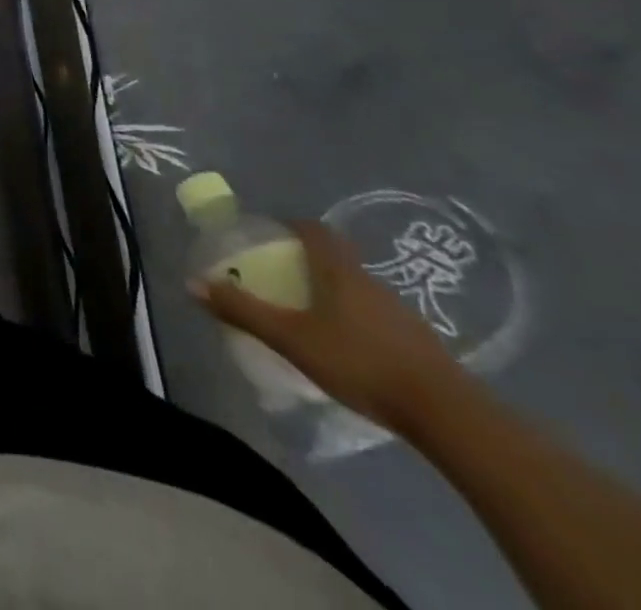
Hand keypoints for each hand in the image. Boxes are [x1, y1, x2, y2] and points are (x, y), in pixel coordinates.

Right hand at [197, 220, 466, 433]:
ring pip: (358, 289)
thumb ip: (243, 310)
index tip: (271, 234)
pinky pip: (378, 318)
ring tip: (311, 316)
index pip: (313, 230)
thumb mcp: (290, 338)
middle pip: (335, 258)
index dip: (291, 225)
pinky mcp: (420, 344)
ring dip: (334, 293)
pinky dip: (357, 322)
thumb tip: (192, 282)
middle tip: (282, 278)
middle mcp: (369, 281)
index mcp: (338, 270)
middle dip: (308, 262)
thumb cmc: (359, 362)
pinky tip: (349, 350)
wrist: (448, 415)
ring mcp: (400, 312)